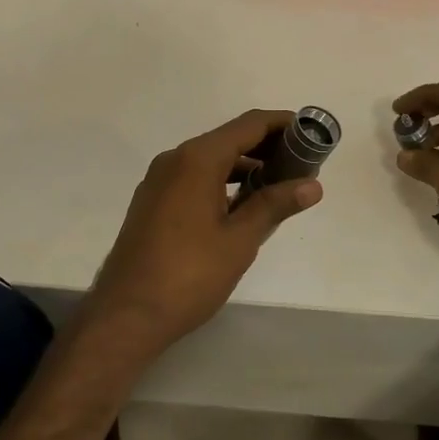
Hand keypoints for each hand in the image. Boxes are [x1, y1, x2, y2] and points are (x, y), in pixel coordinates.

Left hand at [88, 109, 322, 352]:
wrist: (126, 315)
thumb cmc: (189, 275)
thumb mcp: (239, 240)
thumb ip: (275, 205)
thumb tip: (313, 185)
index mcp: (197, 160)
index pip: (249, 125)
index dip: (283, 124)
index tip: (312, 133)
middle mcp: (175, 159)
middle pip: (229, 138)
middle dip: (267, 146)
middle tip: (303, 163)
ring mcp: (159, 181)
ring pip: (211, 159)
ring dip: (245, 166)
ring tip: (279, 185)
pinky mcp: (152, 202)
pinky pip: (194, 177)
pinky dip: (223, 181)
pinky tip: (242, 204)